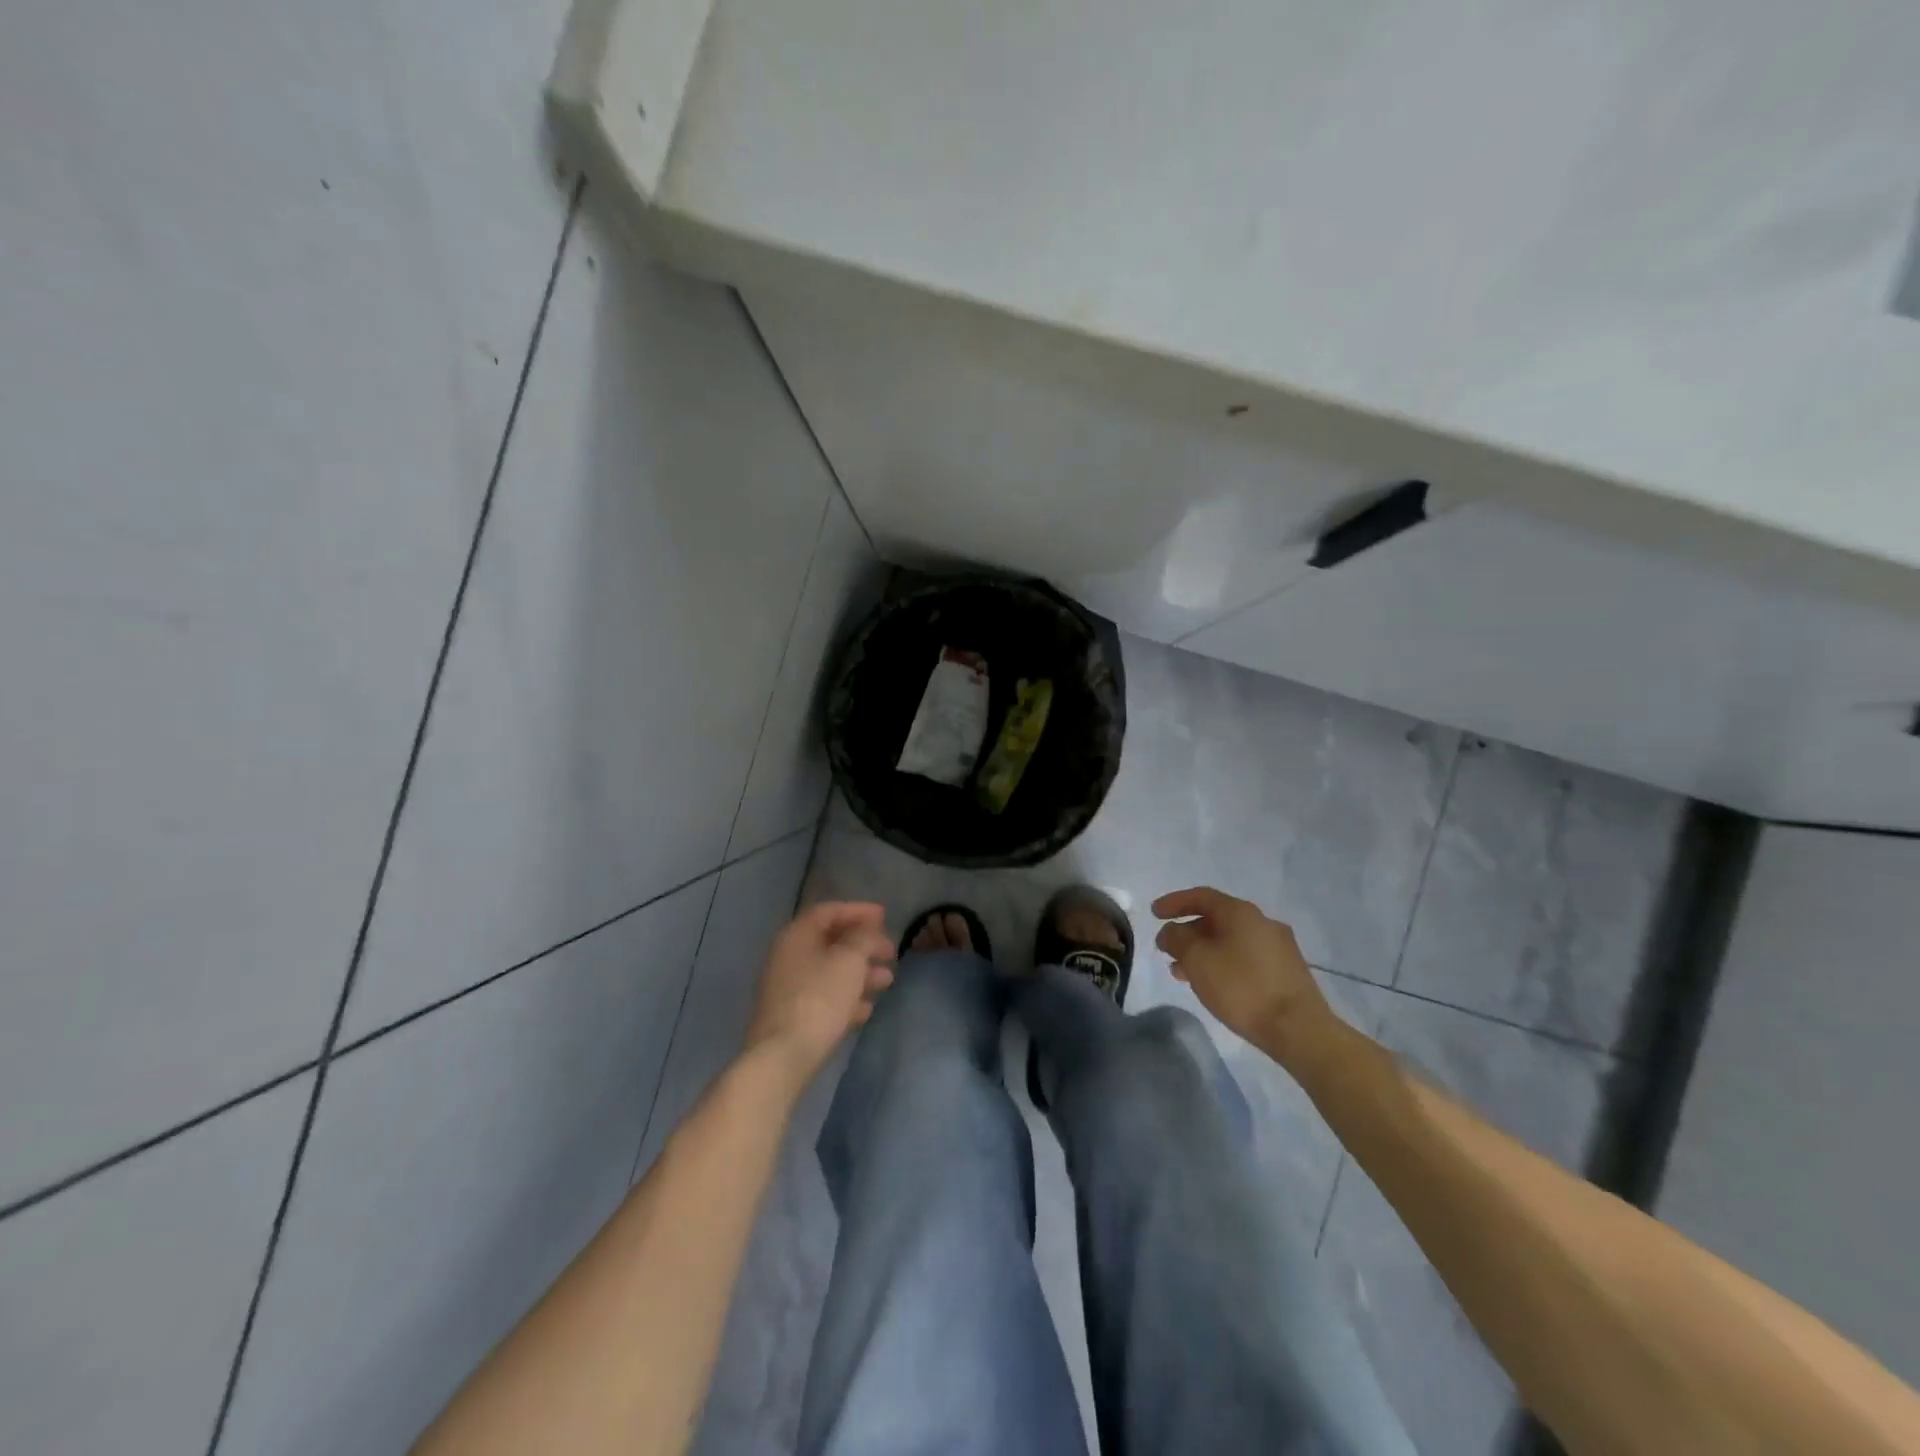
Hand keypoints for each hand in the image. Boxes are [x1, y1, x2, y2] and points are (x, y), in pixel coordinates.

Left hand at [746, 902, 895, 1086]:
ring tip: (887, 981)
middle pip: (831, 942)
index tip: (885, 916)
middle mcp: (788, 956)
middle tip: (891, 952)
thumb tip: (867, 931)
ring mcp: (787, 988)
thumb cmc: (820, 998)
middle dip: (864, 946)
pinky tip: (865, 1010)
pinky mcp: (791, 1016)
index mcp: (797, 935)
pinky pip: (824, 997)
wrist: (783, 1057)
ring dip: (860, 973)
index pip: (829, 911)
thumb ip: (863, 938)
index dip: (858, 910)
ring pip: (830, 971)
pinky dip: (847, 997)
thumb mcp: (850, 960)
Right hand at [1151, 887, 1334, 1060]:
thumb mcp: (1197, 960)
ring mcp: (1277, 946)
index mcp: (1240, 912)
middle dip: (1187, 932)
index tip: (1153, 913)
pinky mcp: (1286, 971)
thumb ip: (1177, 939)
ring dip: (1203, 950)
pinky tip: (1212, 983)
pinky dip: (1222, 962)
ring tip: (1182, 971)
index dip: (1174, 902)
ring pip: (1230, 940)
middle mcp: (1261, 921)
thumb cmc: (1242, 988)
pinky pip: (1244, 957)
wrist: (1298, 1029)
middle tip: (1166, 948)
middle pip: (1216, 918)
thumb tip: (1171, 931)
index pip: (1201, 896)